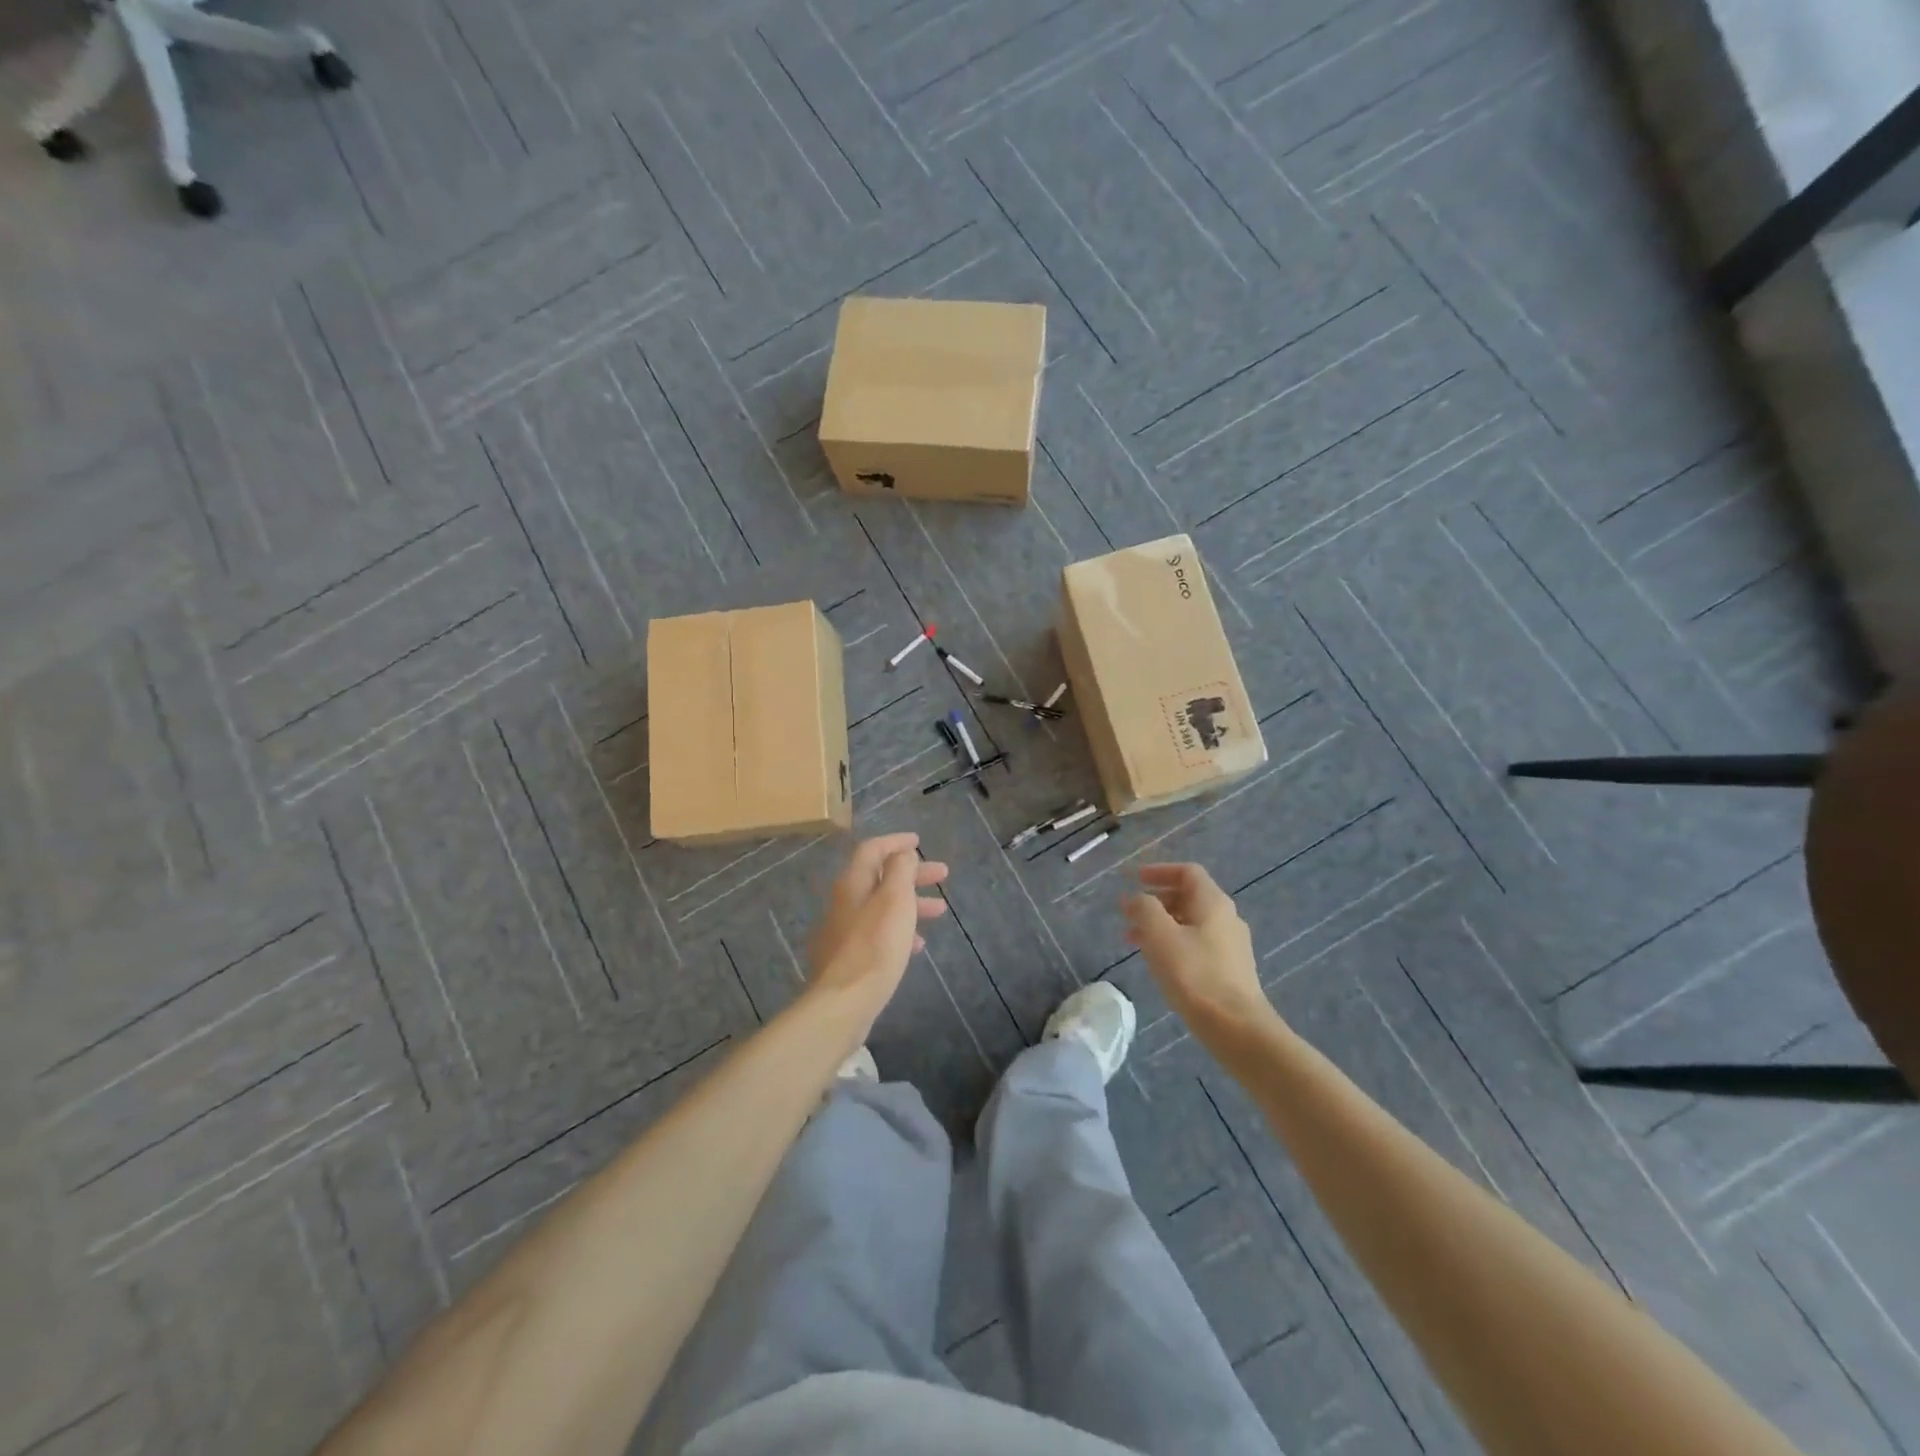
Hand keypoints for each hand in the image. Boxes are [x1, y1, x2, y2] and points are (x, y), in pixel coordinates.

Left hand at [808, 833, 948, 1032]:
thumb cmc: (875, 946)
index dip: (896, 842)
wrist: (843, 1003)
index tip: (919, 841)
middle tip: (942, 875)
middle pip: (879, 878)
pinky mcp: (848, 958)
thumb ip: (900, 870)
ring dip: (911, 903)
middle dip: (912, 874)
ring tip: (939, 912)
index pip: (872, 849)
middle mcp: (844, 903)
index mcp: (853, 884)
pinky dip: (899, 931)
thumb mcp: (895, 900)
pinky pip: (877, 934)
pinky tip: (917, 947)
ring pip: (881, 907)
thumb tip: (902, 853)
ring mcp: (843, 932)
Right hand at [1123, 863, 1276, 1047]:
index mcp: (1213, 902)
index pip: (1187, 872)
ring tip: (1134, 941)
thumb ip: (1144, 909)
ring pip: (1190, 923)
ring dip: (1161, 925)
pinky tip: (1158, 963)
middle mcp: (1226, 918)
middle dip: (1155, 901)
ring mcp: (1231, 945)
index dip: (1159, 871)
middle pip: (1188, 897)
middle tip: (1129, 914)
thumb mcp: (1160, 936)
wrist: (1237, 1027)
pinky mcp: (1230, 969)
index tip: (1135, 879)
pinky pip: (1196, 944)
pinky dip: (1173, 944)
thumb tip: (1135, 898)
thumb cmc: (1194, 974)